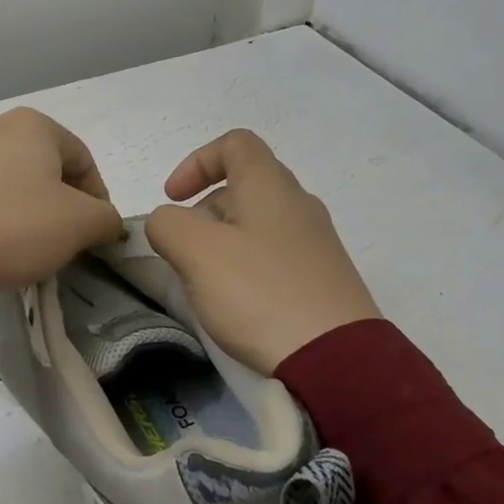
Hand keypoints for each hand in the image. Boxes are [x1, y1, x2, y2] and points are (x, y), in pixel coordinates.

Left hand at [0, 108, 123, 287]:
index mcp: (32, 125)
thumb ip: (106, 218)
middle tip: (62, 241)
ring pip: (6, 182)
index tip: (96, 234)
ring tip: (23, 248)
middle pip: (42, 168)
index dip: (98, 198)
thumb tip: (105, 221)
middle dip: (58, 204)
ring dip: (23, 211)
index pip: (83, 159)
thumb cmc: (15, 225)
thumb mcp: (80, 224)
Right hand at [146, 129, 379, 373]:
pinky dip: (247, 266)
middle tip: (184, 249)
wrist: (336, 359)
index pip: (234, 143)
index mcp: (270, 184)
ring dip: (222, 242)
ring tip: (206, 281)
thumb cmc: (259, 292)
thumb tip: (167, 222)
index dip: (196, 162)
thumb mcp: (196, 252)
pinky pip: (275, 256)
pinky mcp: (324, 278)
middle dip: (203, 211)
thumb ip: (167, 224)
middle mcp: (299, 203)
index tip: (172, 199)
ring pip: (257, 224)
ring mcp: (317, 242)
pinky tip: (238, 303)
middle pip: (243, 185)